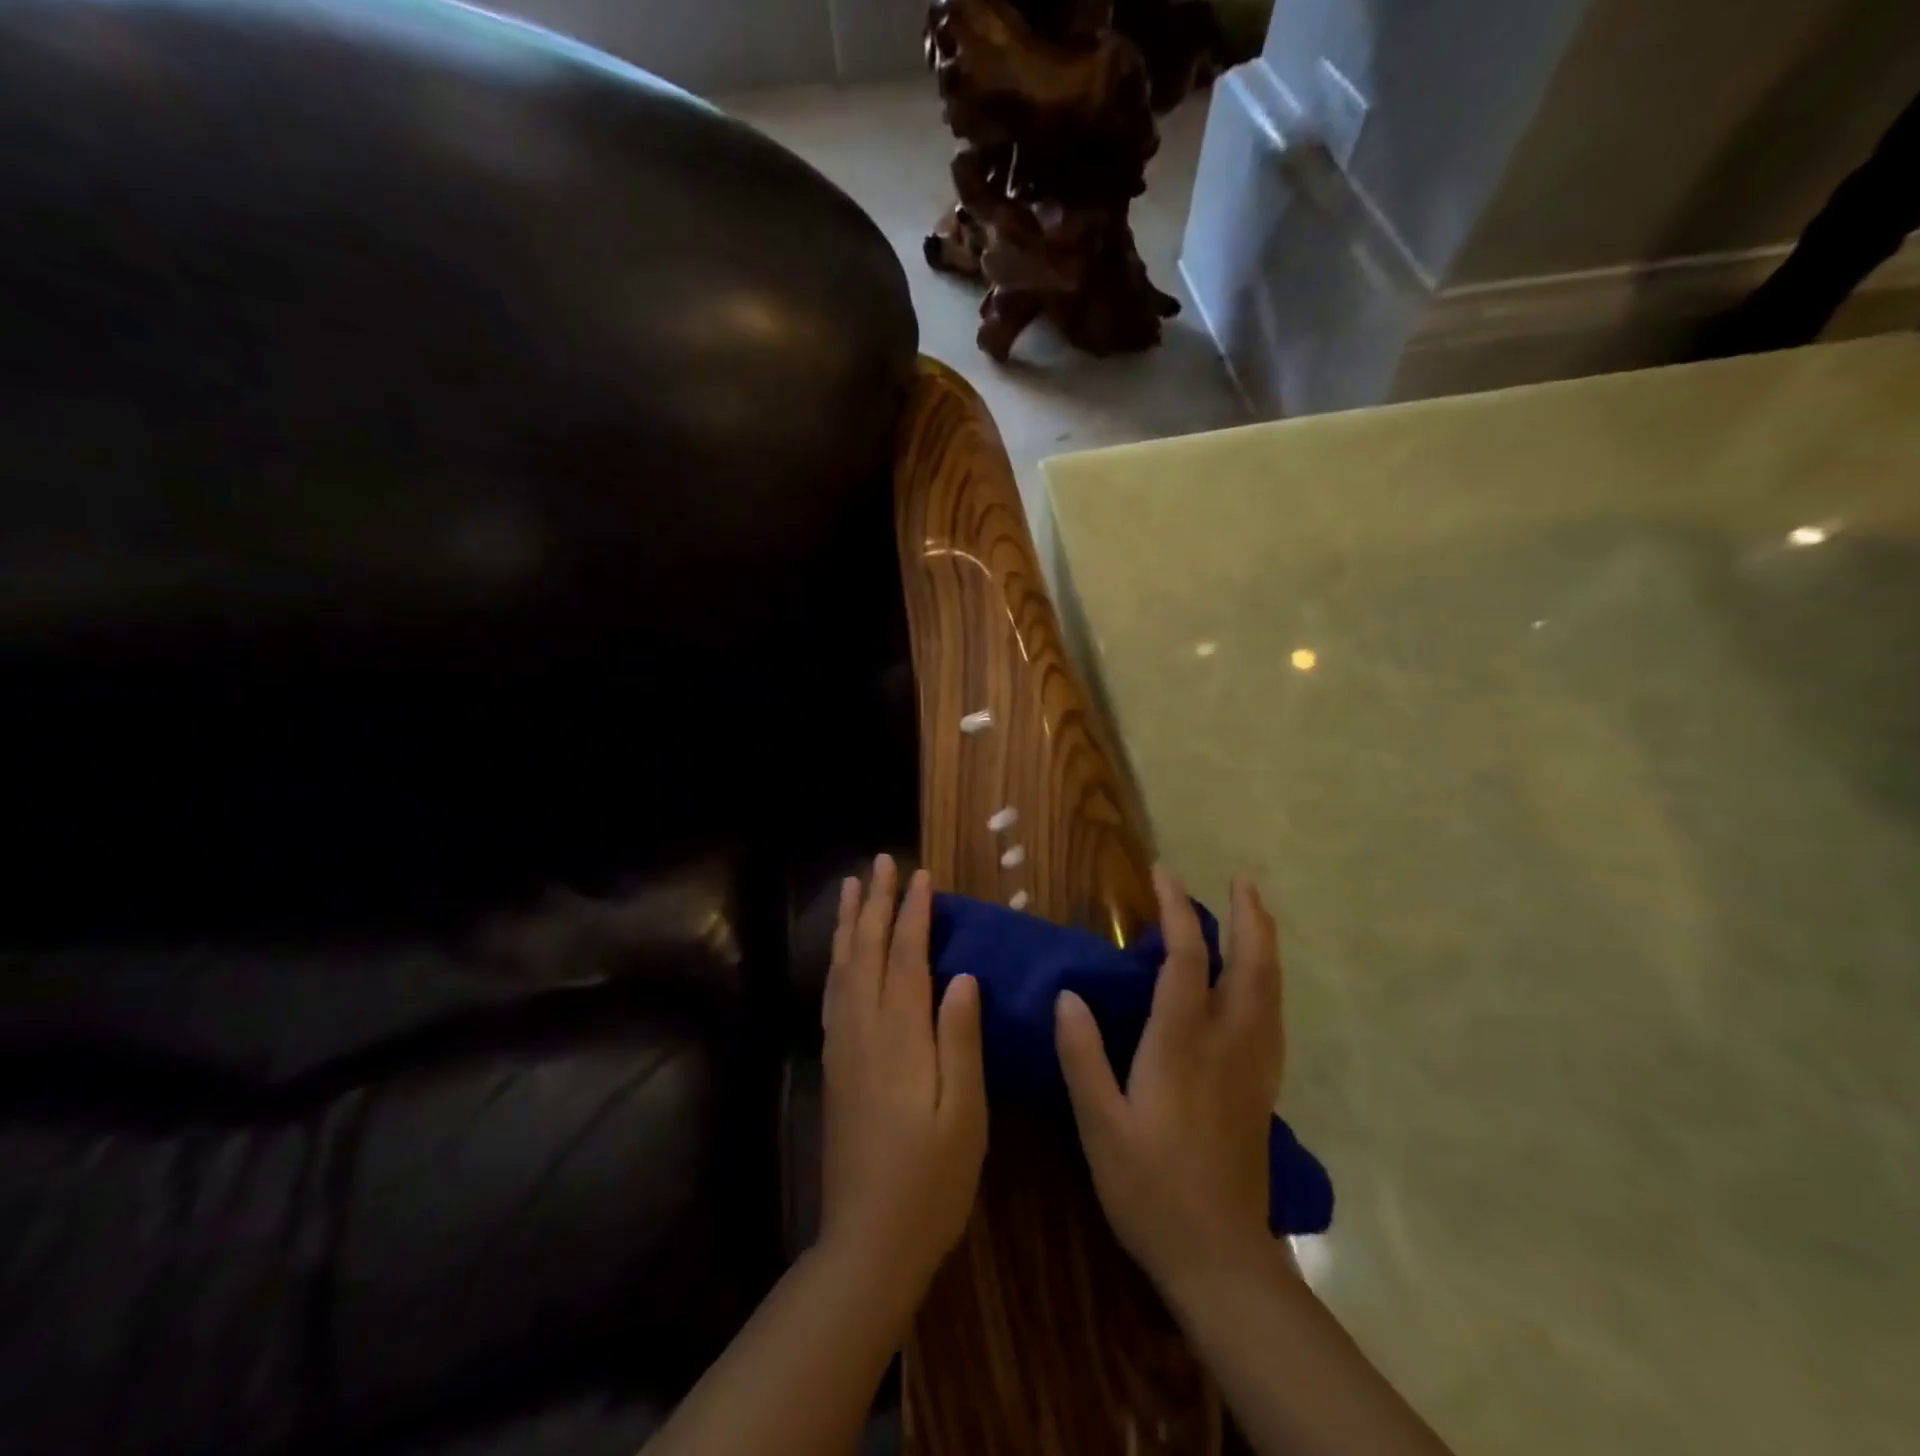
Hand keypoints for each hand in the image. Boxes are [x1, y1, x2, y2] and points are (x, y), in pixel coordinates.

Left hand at [821, 855, 987, 1298]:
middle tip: (882, 862)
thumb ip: (961, 1040)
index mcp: (901, 1036)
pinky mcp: (835, 1066)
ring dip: (851, 923)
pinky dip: (838, 961)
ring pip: (844, 968)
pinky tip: (842, 954)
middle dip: (877, 903)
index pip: (907, 957)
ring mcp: (843, 1047)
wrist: (868, 1240)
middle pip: (869, 951)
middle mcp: (865, 1029)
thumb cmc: (932, 1179)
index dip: (915, 913)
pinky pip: (833, 995)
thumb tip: (963, 976)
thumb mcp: (965, 1113)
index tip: (923, 876)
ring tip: (853, 888)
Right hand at [1054, 868, 1282, 1297]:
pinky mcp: (1264, 1089)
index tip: (1163, 874)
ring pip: (1271, 989)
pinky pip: (1273, 1016)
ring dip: (1265, 943)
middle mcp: (1228, 1044)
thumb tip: (1068, 995)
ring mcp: (1254, 1067)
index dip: (1177, 911)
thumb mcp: (1099, 1125)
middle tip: (1242, 879)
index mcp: (1182, 1045)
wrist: (1220, 1259)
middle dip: (1249, 917)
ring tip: (1256, 913)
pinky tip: (1258, 982)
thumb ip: (1082, 1057)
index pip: (1186, 959)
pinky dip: (1269, 981)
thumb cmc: (1149, 1189)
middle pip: (1252, 965)